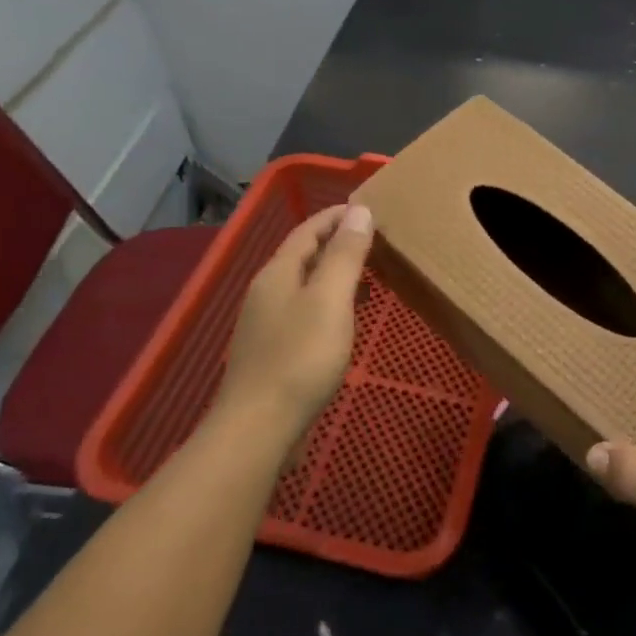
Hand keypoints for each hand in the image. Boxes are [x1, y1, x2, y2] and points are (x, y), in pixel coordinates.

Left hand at [213, 203, 374, 455]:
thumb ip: (345, 254)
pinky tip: (346, 319)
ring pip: (305, 285)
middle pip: (304, 256)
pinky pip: (305, 312)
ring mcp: (267, 324)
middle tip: (376, 241)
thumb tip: (359, 210)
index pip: (308, 230)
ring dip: (335, 275)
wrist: (259, 427)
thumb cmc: (300, 357)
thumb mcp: (330, 299)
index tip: (368, 208)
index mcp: (278, 273)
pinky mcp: (274, 352)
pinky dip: (330, 303)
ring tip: (370, 277)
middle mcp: (267, 292)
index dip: (337, 216)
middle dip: (338, 244)